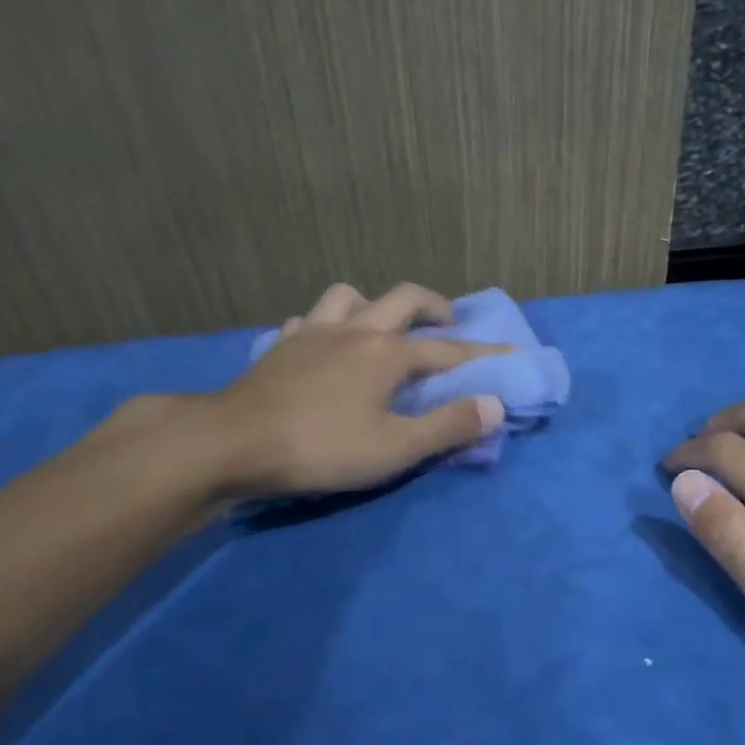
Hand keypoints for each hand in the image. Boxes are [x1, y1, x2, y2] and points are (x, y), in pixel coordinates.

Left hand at [205, 282, 504, 498]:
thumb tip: (494, 405)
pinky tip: (323, 344)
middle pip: (403, 299)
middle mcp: (356, 329)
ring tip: (380, 327)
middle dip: (433, 306)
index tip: (511, 353)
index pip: (449, 351)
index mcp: (388, 353)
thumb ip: (447, 426)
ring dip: (373, 305)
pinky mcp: (281, 346)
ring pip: (350, 296)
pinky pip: (309, 320)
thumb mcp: (394, 448)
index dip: (483, 355)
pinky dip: (326, 325)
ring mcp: (313, 332)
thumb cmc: (321, 448)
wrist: (233, 443)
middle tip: (447, 322)